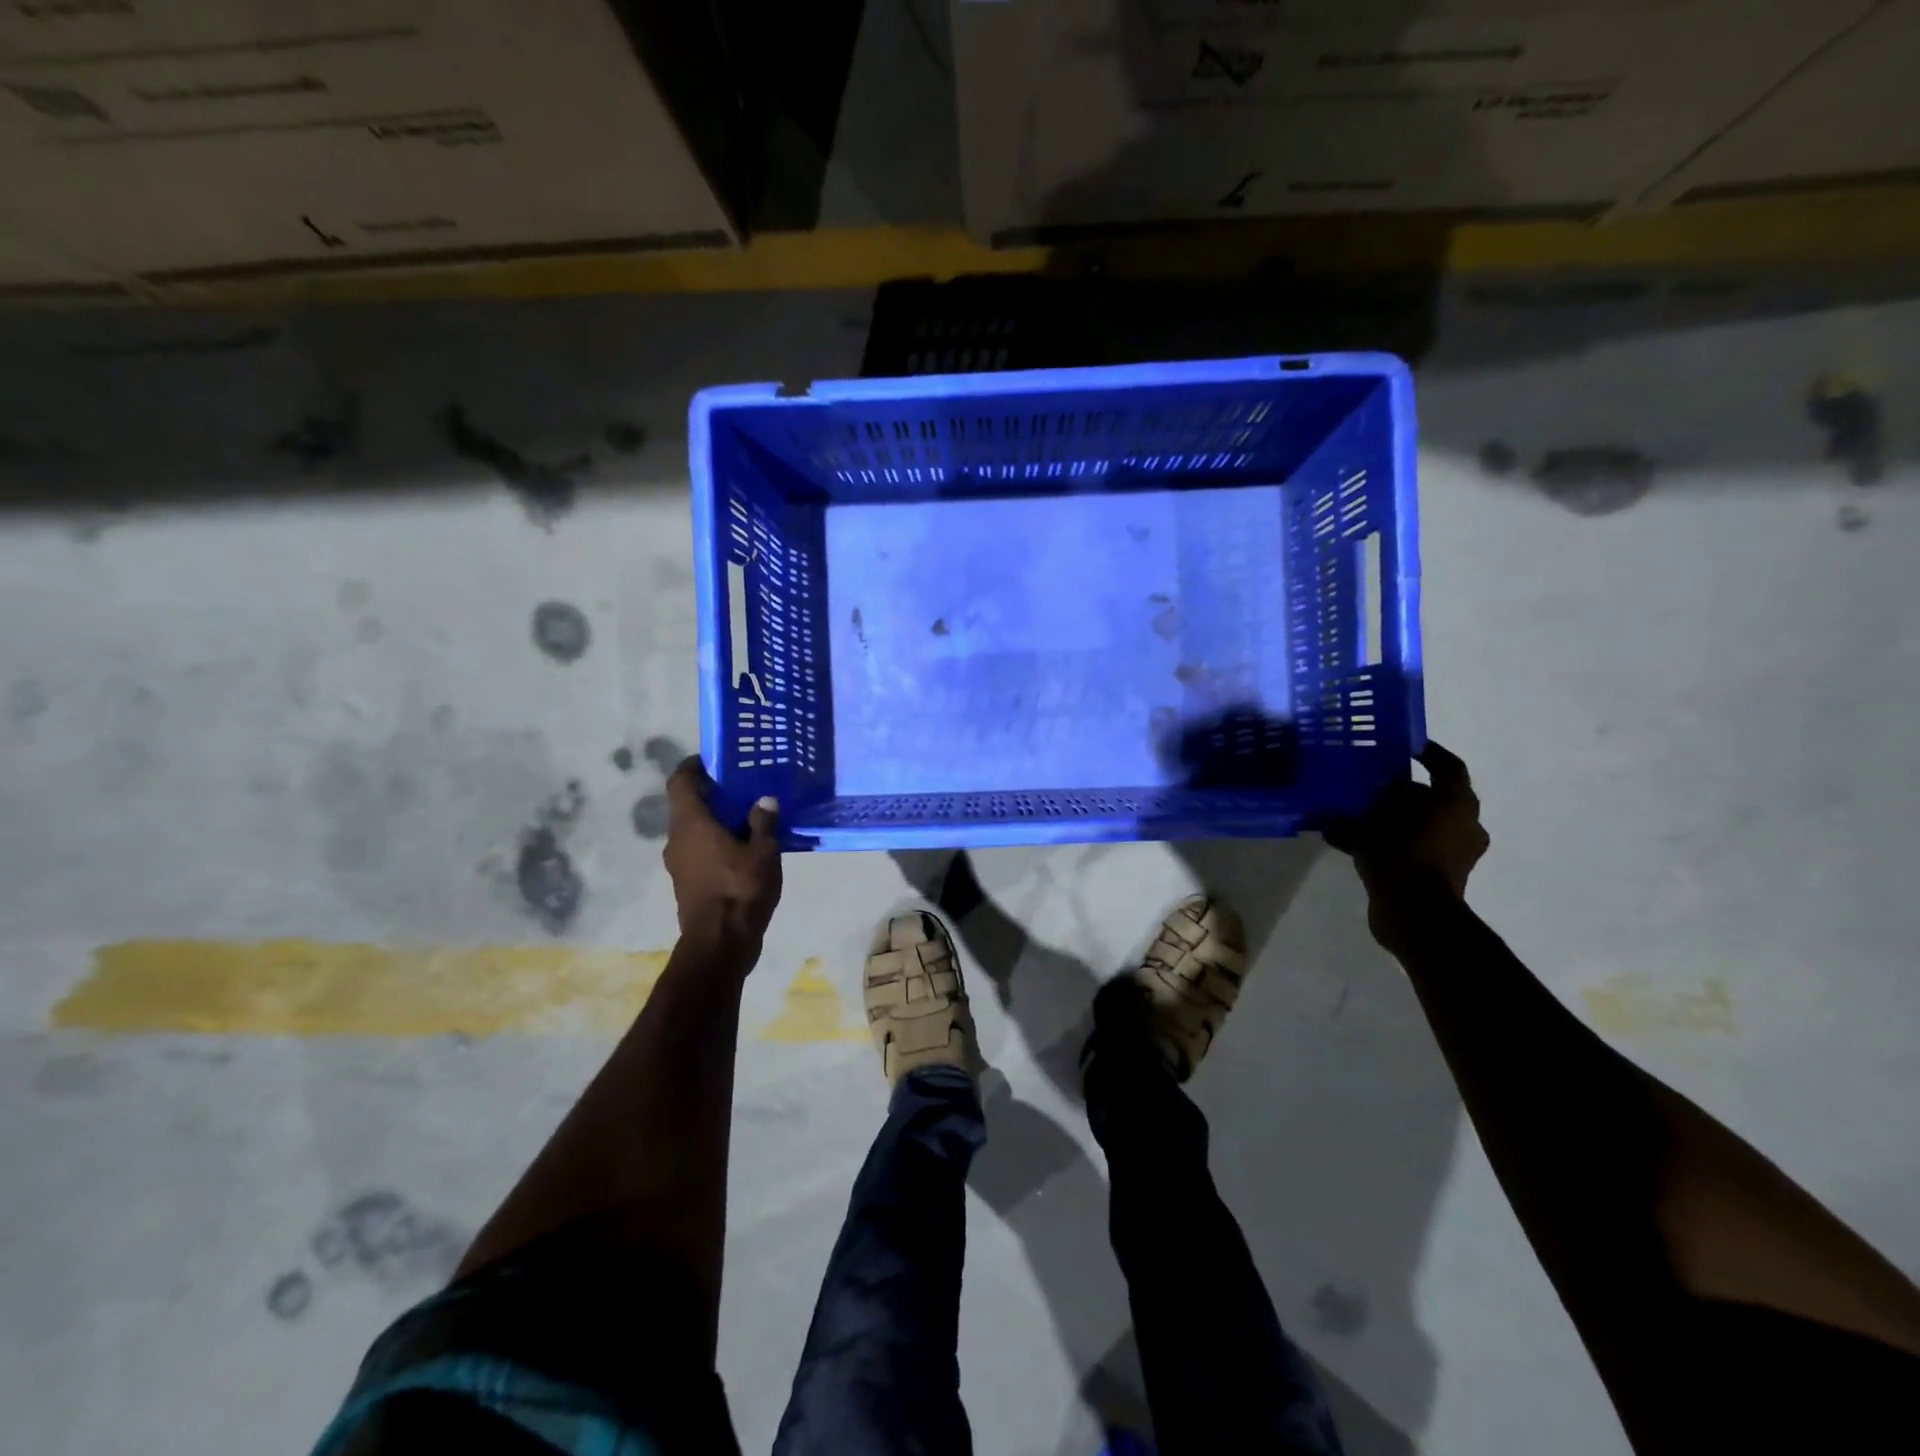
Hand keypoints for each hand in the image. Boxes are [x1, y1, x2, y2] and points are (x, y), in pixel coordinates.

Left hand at [663, 757, 782, 949]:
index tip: (715, 761)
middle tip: (744, 788)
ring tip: (749, 819)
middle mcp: (677, 839)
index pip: (680, 781)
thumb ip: (763, 823)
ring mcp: (678, 864)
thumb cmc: (740, 890)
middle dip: (713, 795)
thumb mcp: (763, 852)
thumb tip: (764, 800)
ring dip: (715, 822)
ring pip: (694, 831)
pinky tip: (744, 849)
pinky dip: (716, 844)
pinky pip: (699, 851)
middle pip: (688, 806)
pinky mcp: (687, 883)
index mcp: (691, 823)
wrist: (720, 944)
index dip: (693, 766)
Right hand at [1326, 741, 1488, 947]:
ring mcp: (1452, 854)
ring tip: (1350, 814)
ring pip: (1416, 825)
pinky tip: (1343, 841)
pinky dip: (1384, 843)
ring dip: (1388, 819)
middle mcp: (1463, 825)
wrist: (1414, 913)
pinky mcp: (1437, 876)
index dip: (1428, 753)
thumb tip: (1382, 786)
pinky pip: (1408, 849)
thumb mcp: (1381, 815)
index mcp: (1458, 804)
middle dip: (1399, 791)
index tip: (1405, 745)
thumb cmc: (1403, 853)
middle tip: (1369, 783)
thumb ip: (1382, 795)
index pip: (1447, 766)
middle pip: (1431, 798)